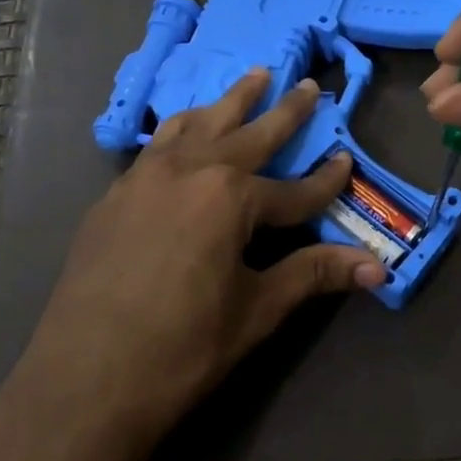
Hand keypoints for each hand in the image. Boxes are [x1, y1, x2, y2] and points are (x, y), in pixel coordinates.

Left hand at [12, 70, 385, 460]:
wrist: (83, 381)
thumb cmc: (181, 350)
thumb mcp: (256, 310)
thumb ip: (313, 274)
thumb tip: (377, 268)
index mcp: (229, 198)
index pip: (293, 190)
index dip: (325, 181)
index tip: (347, 161)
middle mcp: (188, 171)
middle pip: (248, 134)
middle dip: (284, 111)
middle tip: (308, 84)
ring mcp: (145, 178)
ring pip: (196, 125)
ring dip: (228, 102)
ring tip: (250, 79)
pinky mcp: (115, 195)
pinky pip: (157, 146)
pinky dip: (182, 130)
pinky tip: (184, 133)